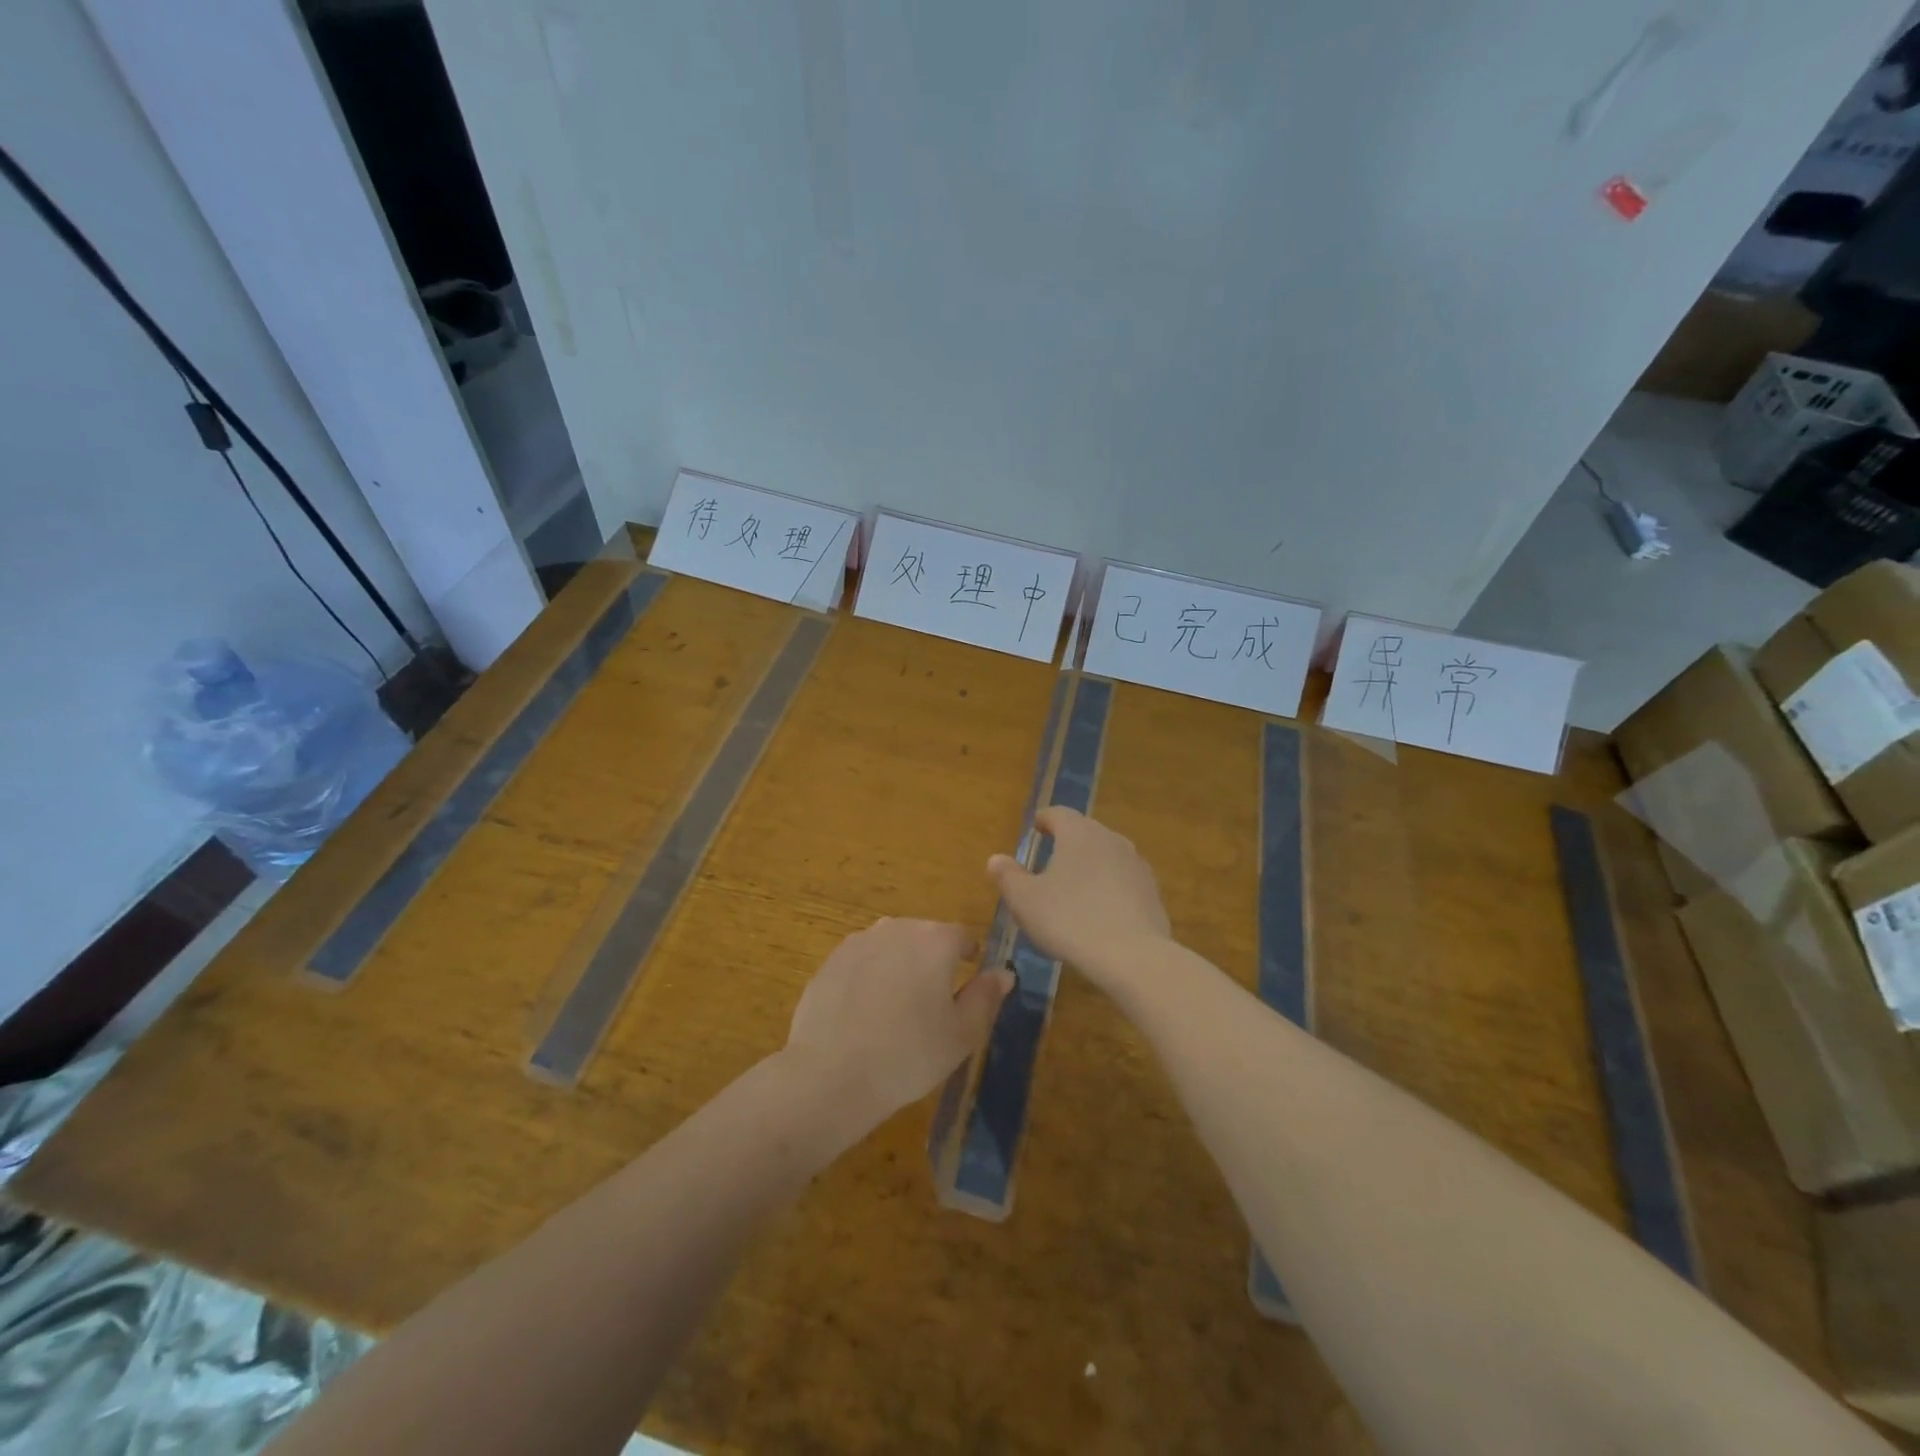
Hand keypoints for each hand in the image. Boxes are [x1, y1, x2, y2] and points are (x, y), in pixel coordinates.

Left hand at [784, 918, 1011, 1131]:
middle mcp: (897, 928)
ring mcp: (859, 941)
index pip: (962, 936)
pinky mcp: (830, 960)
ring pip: (891, 947)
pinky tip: (864, 1013)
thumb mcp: (962, 1034)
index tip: (968, 982)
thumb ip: (986, 997)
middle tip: (934, 1001)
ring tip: (898, 1008)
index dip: (969, 957)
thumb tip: (1003, 972)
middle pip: (924, 936)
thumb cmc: (908, 1055)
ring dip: (900, 966)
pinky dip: (869, 977)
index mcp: (934, 940)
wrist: (830, 1075)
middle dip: (933, 960)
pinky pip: (862, 961)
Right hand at [987, 807, 1171, 988]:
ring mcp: (1136, 864)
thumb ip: (1008, 876)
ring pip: (1107, 855)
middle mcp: (1110, 839)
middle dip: (1067, 841)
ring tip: (1075, 886)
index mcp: (1078, 833)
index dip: (1044, 819)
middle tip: (1051, 859)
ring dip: (1090, 864)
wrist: (1132, 956)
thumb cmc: (1069, 920)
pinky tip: (1100, 910)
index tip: (1036, 828)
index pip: (1058, 814)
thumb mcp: (1025, 901)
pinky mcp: (1152, 891)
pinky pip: (1123, 880)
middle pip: (1085, 831)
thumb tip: (996, 859)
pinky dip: (1109, 887)